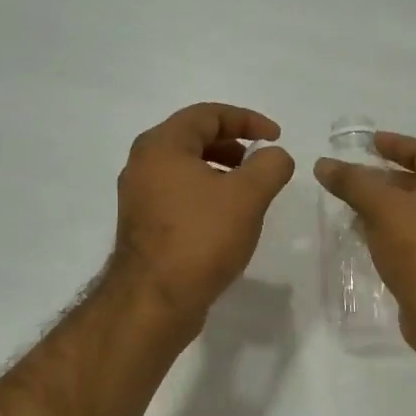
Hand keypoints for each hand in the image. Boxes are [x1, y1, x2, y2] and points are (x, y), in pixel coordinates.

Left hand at [113, 103, 295, 327]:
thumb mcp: (247, 196)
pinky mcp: (143, 226)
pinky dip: (205, 195)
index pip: (207, 115)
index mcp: (161, 146)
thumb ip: (269, 166)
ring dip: (220, 172)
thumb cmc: (201, 238)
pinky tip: (226, 220)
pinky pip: (178, 196)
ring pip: (185, 170)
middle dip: (233, 145)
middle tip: (261, 161)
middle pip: (193, 139)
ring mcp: (139, 197)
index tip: (276, 137)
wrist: (155, 300)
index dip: (247, 120)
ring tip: (248, 192)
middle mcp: (142, 165)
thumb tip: (276, 156)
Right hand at [313, 131, 415, 354]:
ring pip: (414, 211)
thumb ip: (353, 183)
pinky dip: (390, 231)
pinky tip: (366, 236)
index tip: (366, 144)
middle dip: (383, 178)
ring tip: (351, 207)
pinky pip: (413, 236)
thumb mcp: (382, 208)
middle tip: (352, 178)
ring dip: (384, 207)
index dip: (393, 144)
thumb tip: (324, 163)